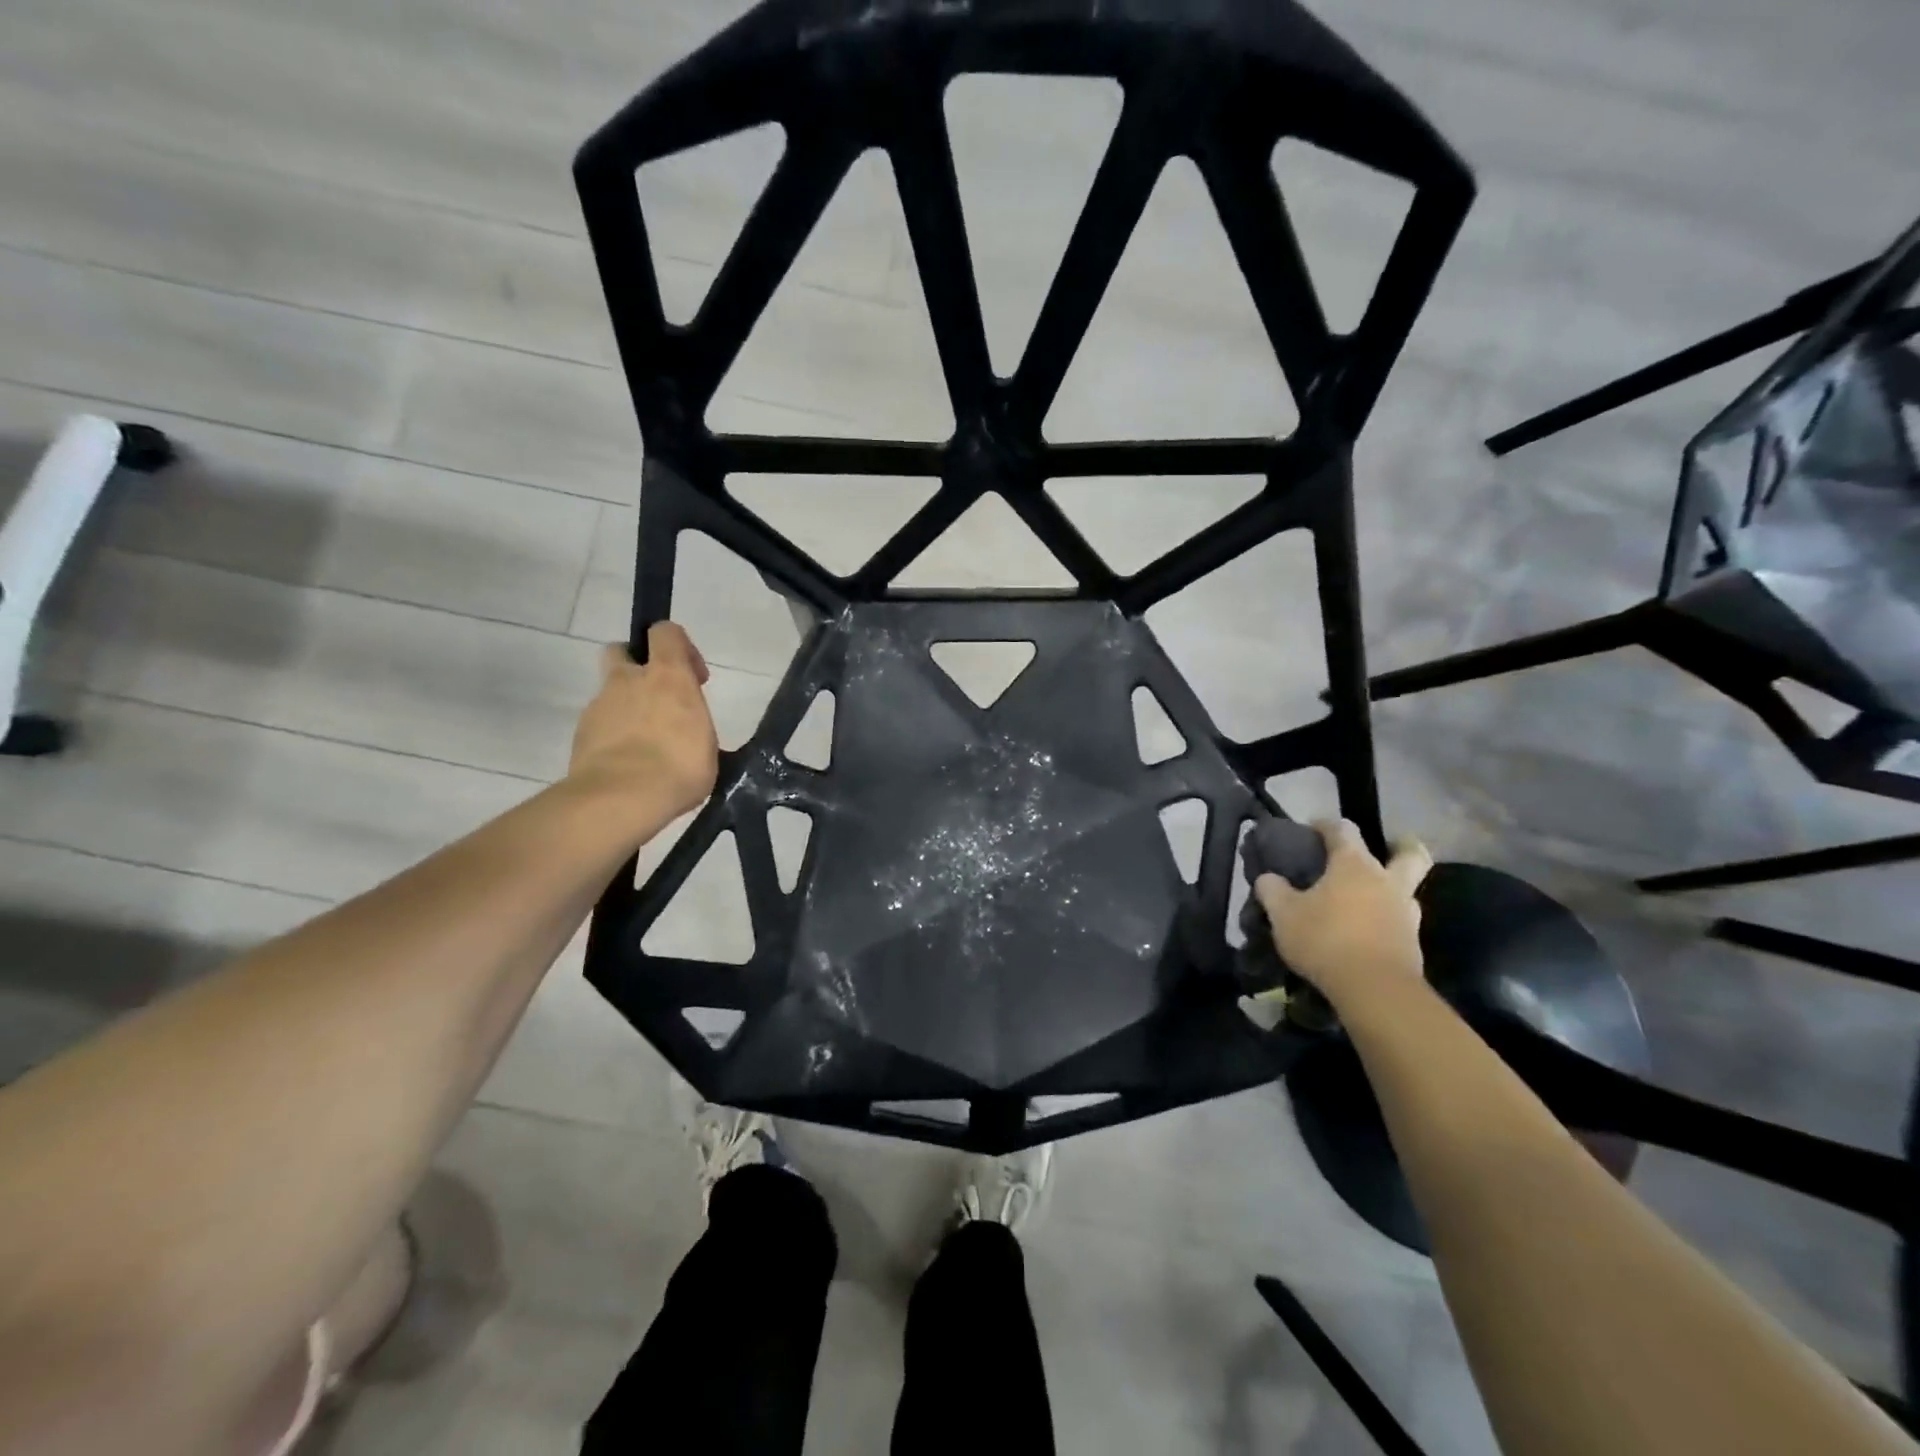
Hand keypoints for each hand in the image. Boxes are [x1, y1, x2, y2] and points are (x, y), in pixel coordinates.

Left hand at [569, 623, 718, 825]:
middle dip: (637, 666)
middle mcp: (628, 681)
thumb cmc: (678, 767)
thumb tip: (685, 726)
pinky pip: (600, 723)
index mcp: (667, 676)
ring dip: (626, 706)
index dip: (679, 645)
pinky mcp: (581, 733)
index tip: (694, 677)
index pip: (665, 632)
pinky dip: (613, 734)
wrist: (620, 799)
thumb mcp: (706, 742)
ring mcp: (599, 705)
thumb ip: (692, 722)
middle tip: (658, 697)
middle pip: (622, 651)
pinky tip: (629, 762)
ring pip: (610, 692)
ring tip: (646, 743)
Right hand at [1254, 819, 1432, 1008]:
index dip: (1326, 825)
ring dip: (1392, 889)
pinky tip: (1367, 933)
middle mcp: (1386, 881)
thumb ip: (1272, 890)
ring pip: (1408, 890)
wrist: (1375, 990)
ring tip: (1367, 900)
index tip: (1312, 828)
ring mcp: (1405, 913)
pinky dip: (1387, 921)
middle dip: (1402, 846)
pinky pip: (1401, 922)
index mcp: (1354, 865)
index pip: (1343, 829)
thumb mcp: (1283, 914)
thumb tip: (1267, 878)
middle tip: (1386, 849)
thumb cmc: (1325, 939)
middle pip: (1410, 853)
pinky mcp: (1413, 944)